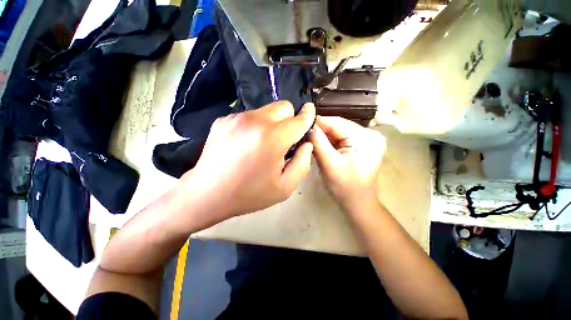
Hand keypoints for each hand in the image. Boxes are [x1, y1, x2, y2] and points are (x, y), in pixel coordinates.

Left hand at [179, 101, 314, 225]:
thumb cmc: (249, 194)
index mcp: (273, 138)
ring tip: (263, 144)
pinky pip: (249, 116)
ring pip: (267, 110)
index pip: (299, 119)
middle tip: (284, 139)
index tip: (310, 113)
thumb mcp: (285, 186)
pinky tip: (246, 144)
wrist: (207, 194)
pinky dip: (255, 126)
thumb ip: (303, 162)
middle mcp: (255, 121)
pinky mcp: (224, 119)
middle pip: (283, 106)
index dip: (308, 116)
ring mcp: (237, 118)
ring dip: (272, 123)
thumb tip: (306, 144)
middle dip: (290, 120)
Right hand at [310, 116, 385, 208]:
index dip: (318, 123)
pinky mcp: (360, 145)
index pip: (337, 122)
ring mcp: (365, 139)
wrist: (357, 202)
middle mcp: (369, 134)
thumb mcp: (329, 164)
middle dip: (320, 131)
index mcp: (365, 138)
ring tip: (308, 139)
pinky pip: (340, 139)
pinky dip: (329, 141)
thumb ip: (318, 143)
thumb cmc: (345, 187)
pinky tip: (319, 144)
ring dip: (323, 136)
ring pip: (337, 132)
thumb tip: (307, 126)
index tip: (301, 125)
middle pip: (338, 126)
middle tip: (303, 134)